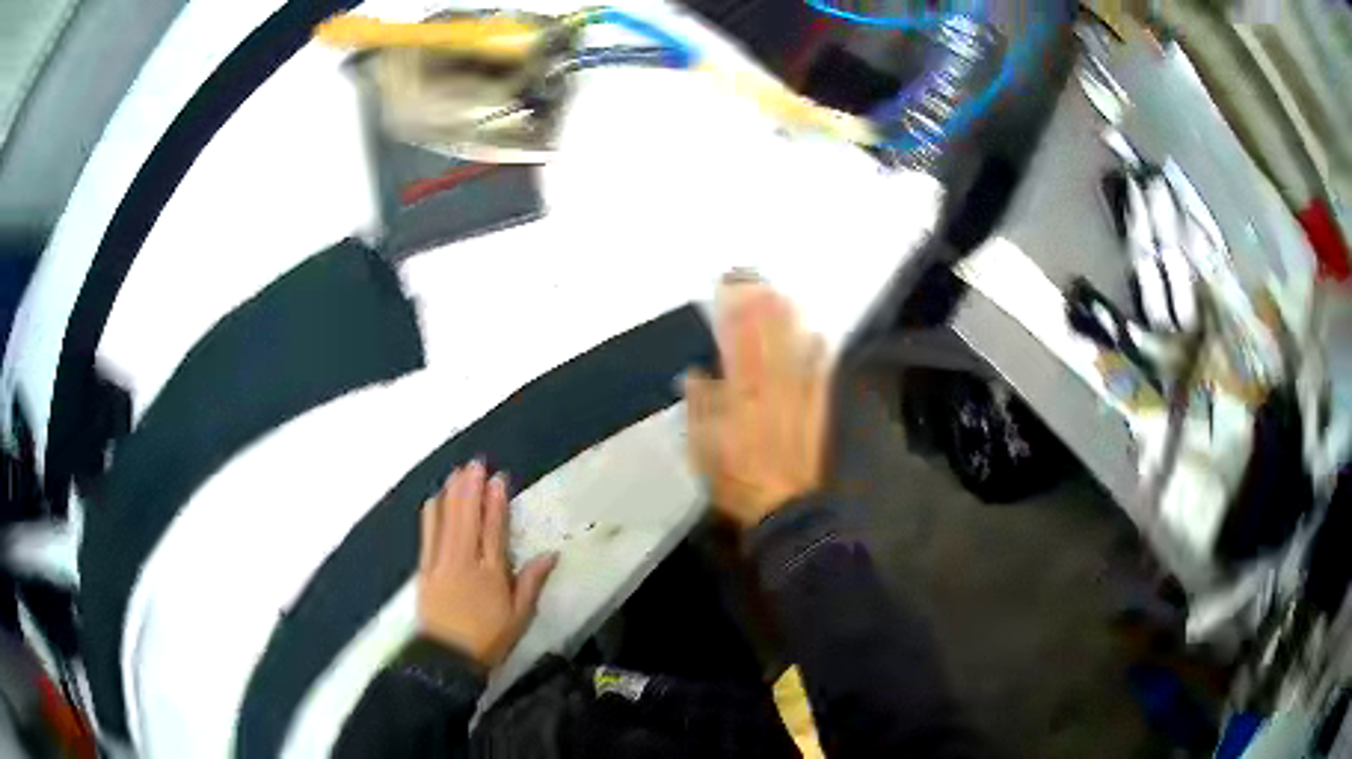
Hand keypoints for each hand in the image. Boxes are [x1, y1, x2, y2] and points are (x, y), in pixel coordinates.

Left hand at [417, 460, 557, 668]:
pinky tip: (434, 498)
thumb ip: (531, 583)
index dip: (497, 503)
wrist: (447, 657)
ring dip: (452, 493)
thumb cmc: (489, 639)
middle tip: (475, 463)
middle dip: (471, 488)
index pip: (494, 530)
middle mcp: (465, 561)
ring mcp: (441, 562)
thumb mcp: (520, 617)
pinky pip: (428, 534)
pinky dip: (432, 513)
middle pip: (467, 517)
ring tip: (457, 472)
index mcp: (491, 573)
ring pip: (447, 520)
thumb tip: (550, 555)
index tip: (498, 479)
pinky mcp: (425, 568)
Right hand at [683, 279, 829, 528]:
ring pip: (792, 353)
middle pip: (766, 343)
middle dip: (761, 311)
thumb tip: (695, 374)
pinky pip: (819, 378)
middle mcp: (769, 390)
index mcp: (739, 397)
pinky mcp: (816, 412)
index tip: (729, 291)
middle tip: (759, 280)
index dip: (733, 318)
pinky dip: (819, 356)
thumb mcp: (703, 447)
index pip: (735, 348)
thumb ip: (700, 407)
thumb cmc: (734, 478)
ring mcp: (796, 399)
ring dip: (788, 324)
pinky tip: (820, 336)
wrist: (781, 506)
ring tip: (785, 296)